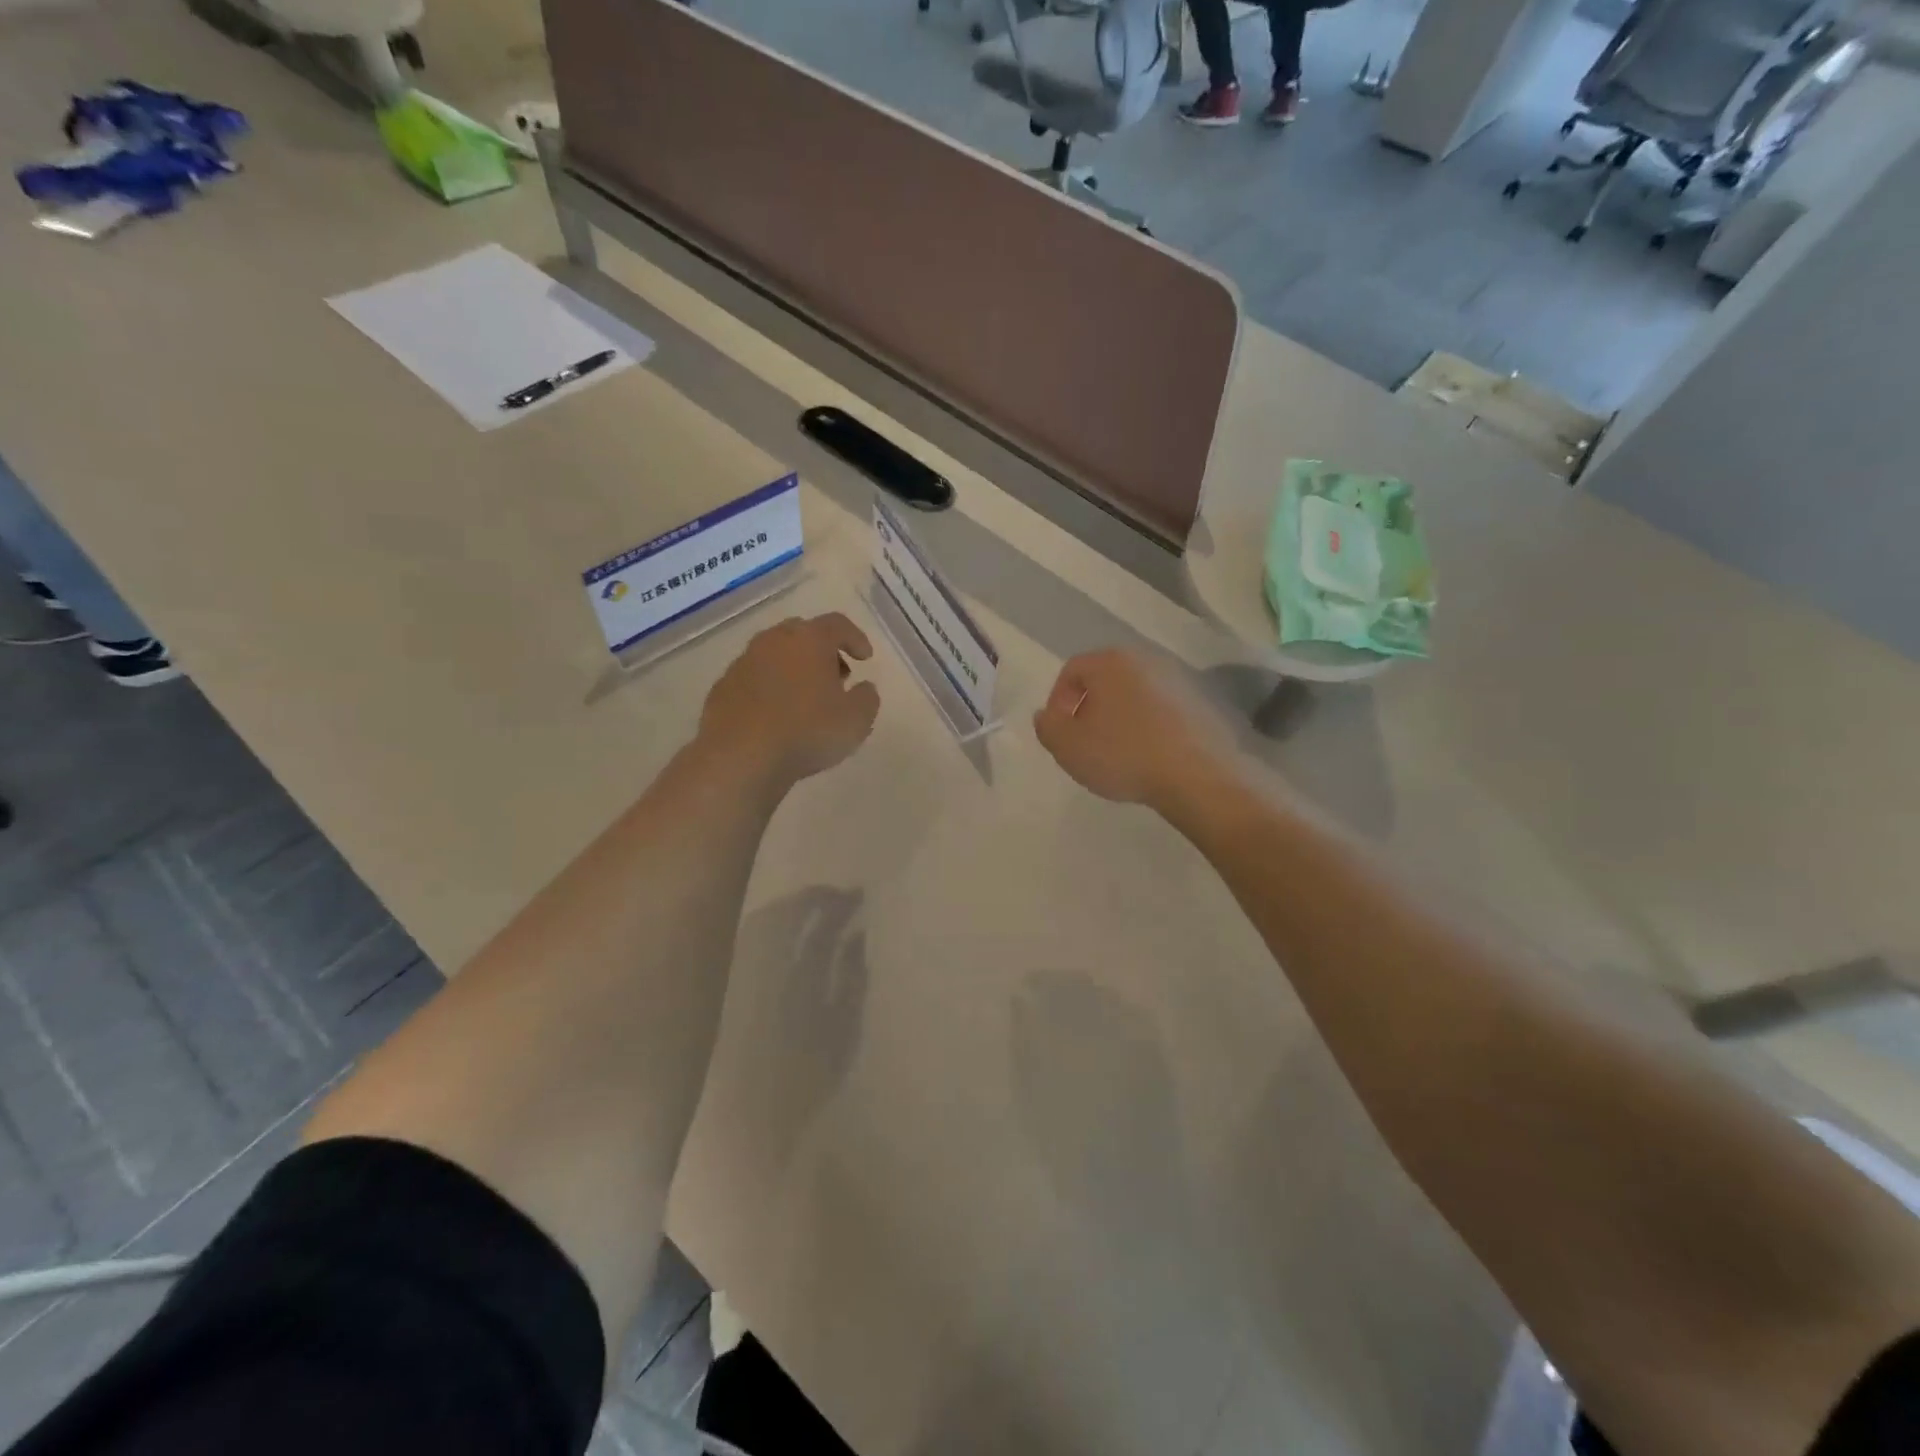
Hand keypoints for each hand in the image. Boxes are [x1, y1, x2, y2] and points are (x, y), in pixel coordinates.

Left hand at [700, 613, 880, 788]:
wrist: (740, 757)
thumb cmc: (806, 731)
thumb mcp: (856, 720)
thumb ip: (867, 698)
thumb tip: (864, 688)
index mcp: (809, 640)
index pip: (838, 624)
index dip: (855, 638)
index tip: (865, 658)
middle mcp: (773, 641)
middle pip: (803, 633)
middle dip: (823, 651)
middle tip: (836, 676)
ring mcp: (743, 663)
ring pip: (775, 655)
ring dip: (794, 669)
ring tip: (807, 699)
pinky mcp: (723, 687)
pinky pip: (754, 679)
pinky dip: (770, 688)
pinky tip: (777, 715)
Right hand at [1033, 649, 1241, 814]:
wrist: (1195, 776)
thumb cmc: (1123, 755)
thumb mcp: (1067, 747)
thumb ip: (1047, 726)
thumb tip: (1047, 715)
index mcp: (1110, 662)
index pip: (1072, 670)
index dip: (1058, 701)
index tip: (1060, 732)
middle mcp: (1145, 660)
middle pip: (1104, 680)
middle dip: (1089, 708)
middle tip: (1084, 742)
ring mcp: (1176, 680)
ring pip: (1132, 695)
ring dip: (1118, 718)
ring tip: (1115, 753)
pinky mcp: (1198, 704)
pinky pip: (1159, 710)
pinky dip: (1146, 726)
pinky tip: (1146, 756)